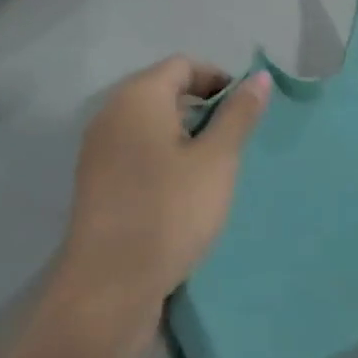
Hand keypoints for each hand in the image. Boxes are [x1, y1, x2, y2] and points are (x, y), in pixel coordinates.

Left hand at [48, 57, 271, 357]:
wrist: (107, 291)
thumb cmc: (169, 212)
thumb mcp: (217, 160)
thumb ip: (239, 114)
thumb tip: (259, 77)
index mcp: (137, 98)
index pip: (184, 66)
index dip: (219, 79)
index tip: (246, 110)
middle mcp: (112, 116)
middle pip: (165, 92)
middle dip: (205, 109)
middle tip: (235, 141)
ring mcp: (99, 153)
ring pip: (152, 125)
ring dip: (187, 137)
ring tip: (215, 169)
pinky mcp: (97, 186)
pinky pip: (138, 153)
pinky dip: (165, 159)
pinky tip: (186, 193)